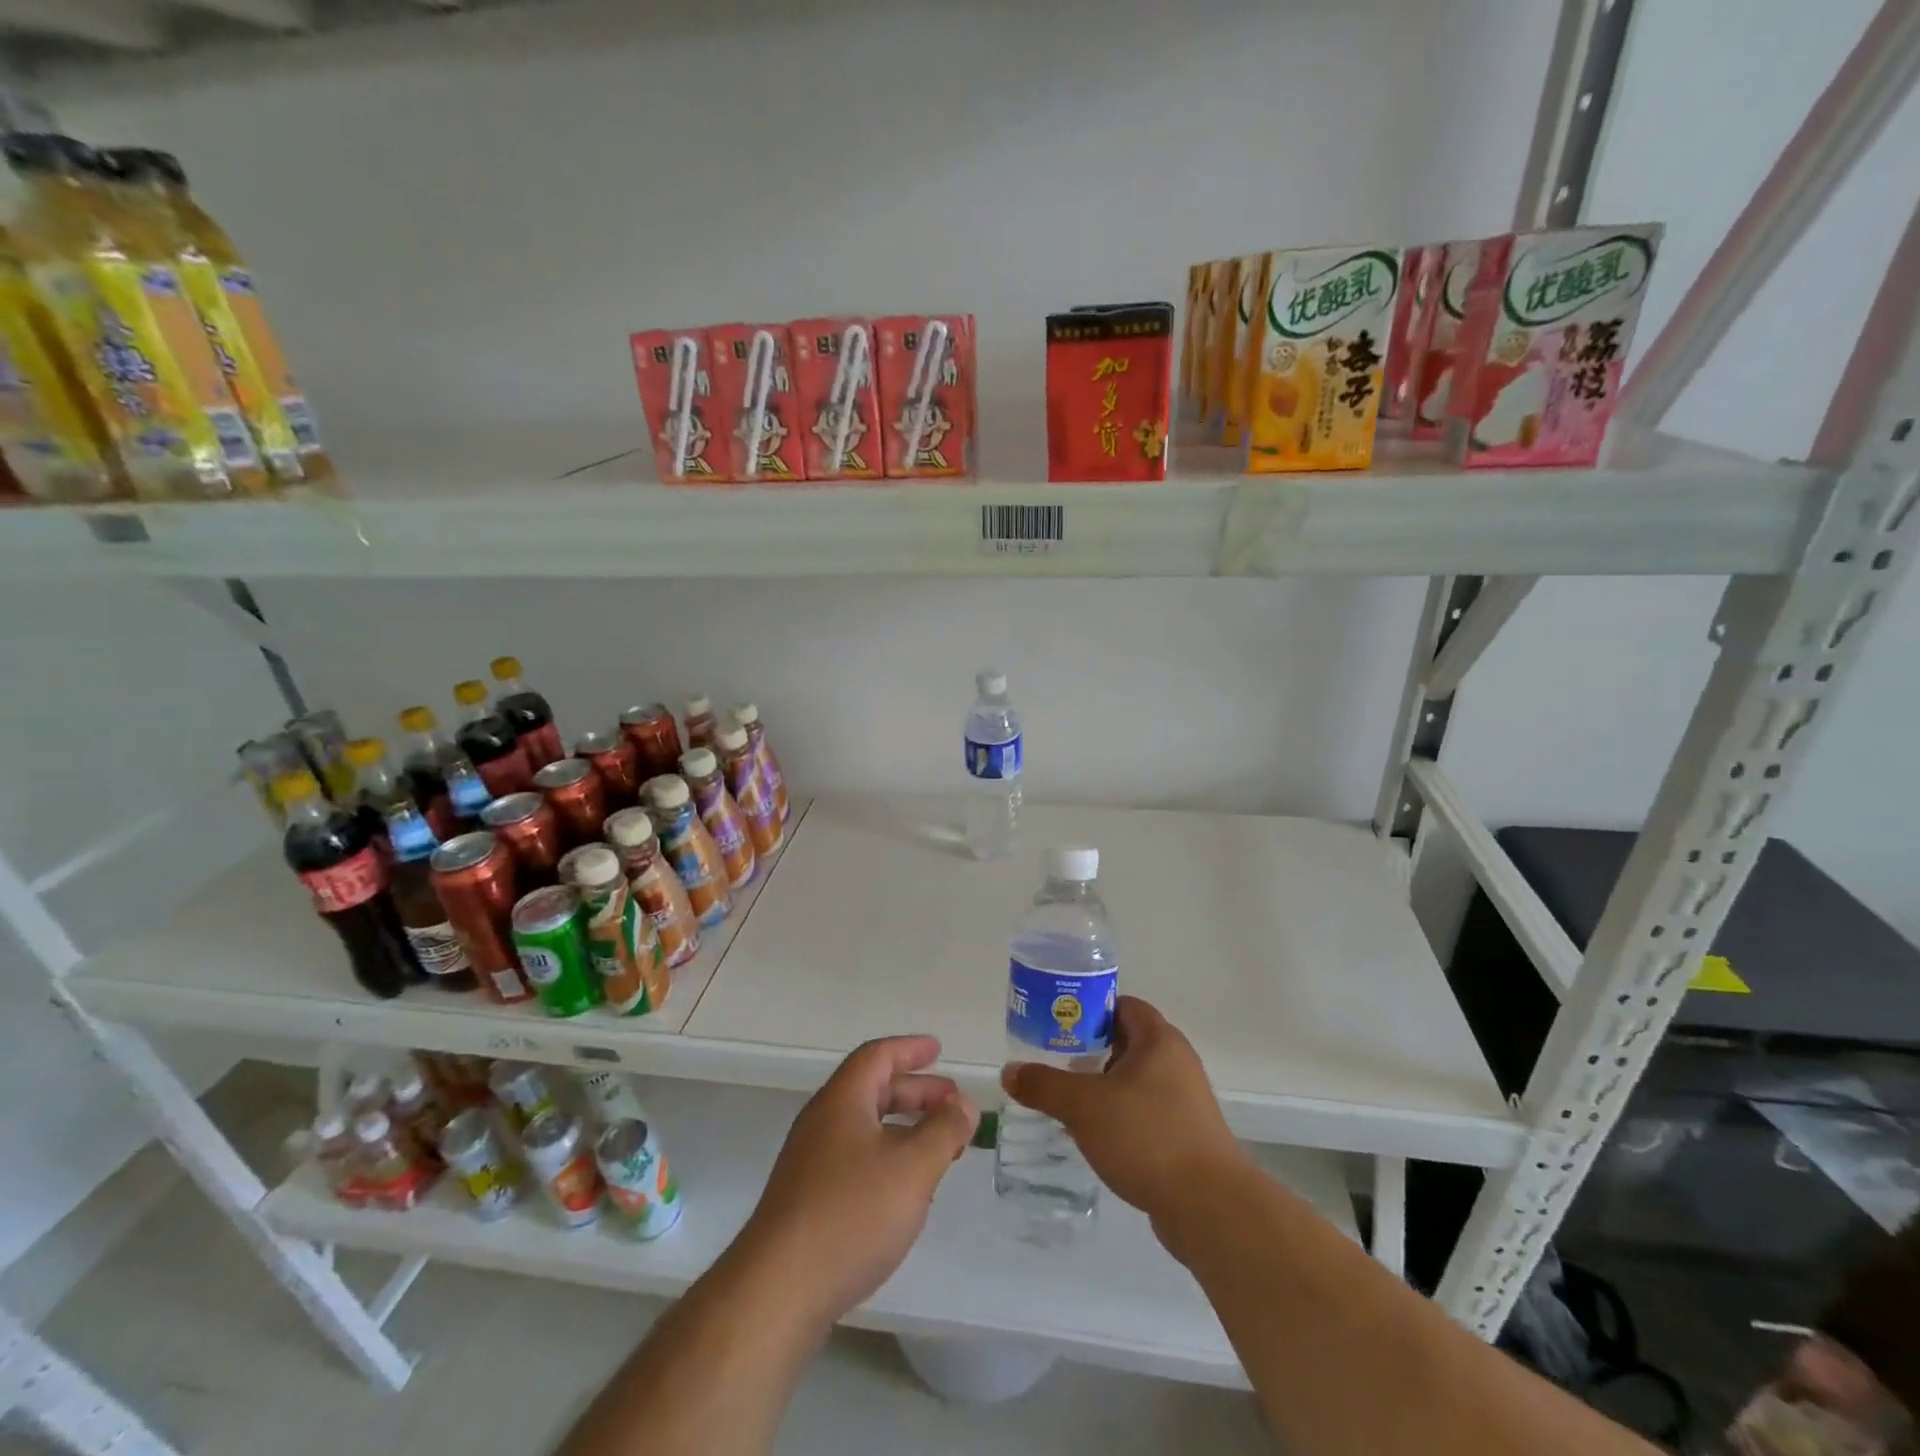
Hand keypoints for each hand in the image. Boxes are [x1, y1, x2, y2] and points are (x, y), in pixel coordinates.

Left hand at [736, 1036, 977, 1330]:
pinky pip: (855, 1158)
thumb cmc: (851, 1214)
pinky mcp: (807, 1200)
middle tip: (952, 1104)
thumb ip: (944, 1131)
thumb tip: (963, 1104)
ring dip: (904, 1128)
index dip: (910, 1049)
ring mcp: (810, 1162)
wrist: (778, 1291)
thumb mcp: (913, 1167)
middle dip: (916, 1092)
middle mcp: (822, 1122)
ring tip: (939, 1147)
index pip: (878, 1056)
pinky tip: (905, 1189)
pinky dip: (887, 1157)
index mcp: (842, 1100)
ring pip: (865, 1127)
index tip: (938, 1050)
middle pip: (872, 1090)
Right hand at [1002, 996, 1246, 1231]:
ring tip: (1068, 1100)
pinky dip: (1120, 1116)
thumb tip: (1009, 1072)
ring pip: (1135, 1080)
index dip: (1089, 1008)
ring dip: (1103, 1087)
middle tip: (1056, 1061)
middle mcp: (1177, 1062)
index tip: (1059, 1023)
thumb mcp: (1083, 1106)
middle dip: (1090, 1050)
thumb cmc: (1146, 1136)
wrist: (1209, 1207)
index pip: (1122, 1005)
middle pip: (1127, 1042)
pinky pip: (1145, 1112)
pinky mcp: (1187, 1136)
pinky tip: (1095, 1137)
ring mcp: (1185, 1101)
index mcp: (1159, 1040)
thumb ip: (1044, 1085)